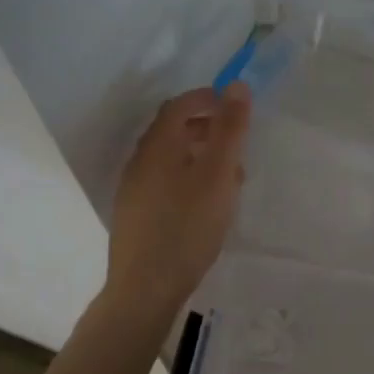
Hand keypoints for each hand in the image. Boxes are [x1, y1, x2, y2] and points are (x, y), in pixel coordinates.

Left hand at [104, 84, 250, 322]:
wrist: (145, 288)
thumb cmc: (186, 226)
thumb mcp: (218, 175)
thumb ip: (229, 130)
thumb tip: (236, 85)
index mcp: (157, 146)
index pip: (180, 106)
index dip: (208, 99)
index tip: (237, 106)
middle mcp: (140, 162)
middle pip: (174, 131)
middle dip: (208, 129)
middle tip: (238, 143)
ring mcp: (135, 190)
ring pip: (172, 160)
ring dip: (202, 157)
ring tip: (230, 178)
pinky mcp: (137, 215)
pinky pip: (167, 183)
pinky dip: (190, 180)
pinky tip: (208, 206)